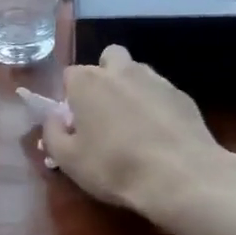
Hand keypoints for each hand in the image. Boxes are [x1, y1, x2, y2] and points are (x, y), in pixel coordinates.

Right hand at [42, 44, 235, 223]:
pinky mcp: (183, 96)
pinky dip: (157, 106)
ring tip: (134, 124)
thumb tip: (54, 118)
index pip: (70, 75)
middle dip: (104, 75)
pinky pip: (162, 93)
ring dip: (131, 88)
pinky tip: (159, 135)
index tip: (74, 120)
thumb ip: (52, 133)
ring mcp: (156, 80)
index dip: (70, 96)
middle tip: (104, 109)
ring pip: (138, 72)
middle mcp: (121, 71)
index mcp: (87, 82)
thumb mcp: (68, 160)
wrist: (180, 177)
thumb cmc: (114, 167)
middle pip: (109, 57)